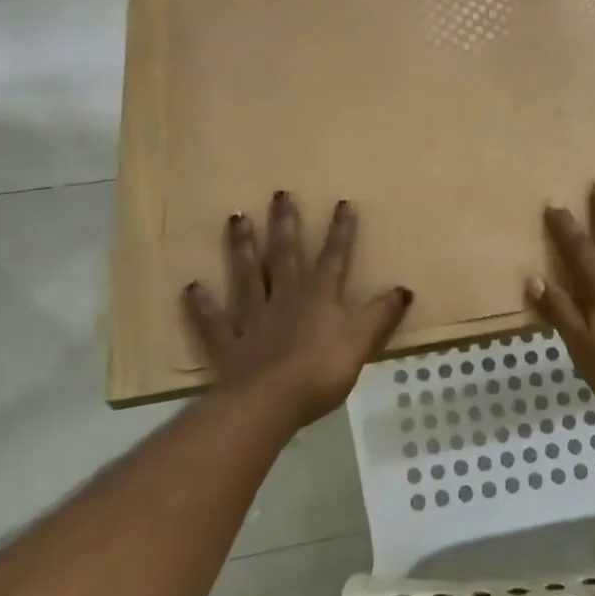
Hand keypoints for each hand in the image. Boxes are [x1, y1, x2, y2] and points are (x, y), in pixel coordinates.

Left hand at [183, 193, 412, 429]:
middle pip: (285, 255)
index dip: (340, 231)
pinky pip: (213, 321)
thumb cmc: (322, 370)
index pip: (334, 258)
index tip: (342, 202)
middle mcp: (285, 298)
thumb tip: (404, 289)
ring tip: (236, 218)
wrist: (271, 401)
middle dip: (285, 224)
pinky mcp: (228, 343)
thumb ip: (380, 315)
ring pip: (247, 275)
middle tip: (279, 194)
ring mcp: (253, 318)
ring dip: (242, 247)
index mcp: (319, 297)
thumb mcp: (361, 341)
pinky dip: (202, 305)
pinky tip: (191, 287)